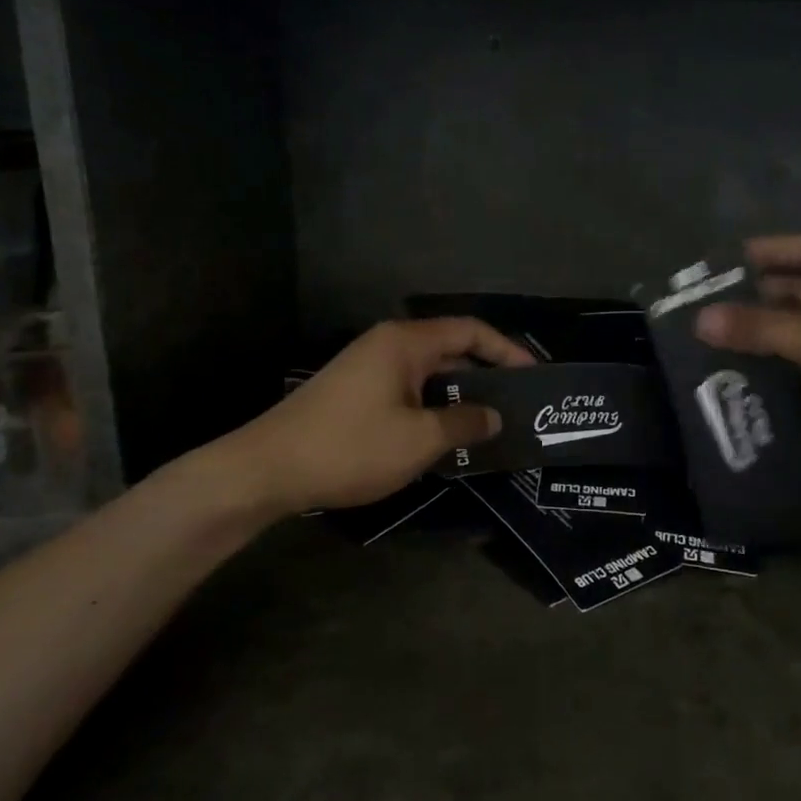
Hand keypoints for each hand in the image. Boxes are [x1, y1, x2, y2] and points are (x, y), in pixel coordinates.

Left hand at [190, 318, 534, 519]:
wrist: (267, 469)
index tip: (533, 375)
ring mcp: (368, 368)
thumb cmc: (350, 446)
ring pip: (429, 373)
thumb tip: (493, 416)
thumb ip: (463, 423)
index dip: (507, 350)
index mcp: (405, 342)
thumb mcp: (418, 439)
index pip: (470, 330)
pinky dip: (433, 406)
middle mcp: (388, 345)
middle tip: (518, 403)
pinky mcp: (355, 392)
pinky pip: (408, 389)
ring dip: (459, 394)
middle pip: (450, 348)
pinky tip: (446, 435)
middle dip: (486, 373)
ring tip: (490, 422)